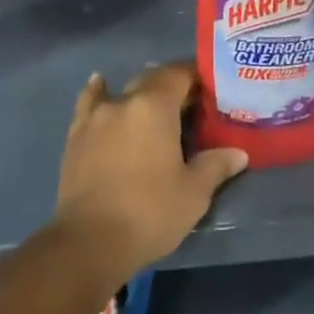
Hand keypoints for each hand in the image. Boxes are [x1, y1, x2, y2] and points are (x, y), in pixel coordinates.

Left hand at [53, 63, 247, 282]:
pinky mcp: (76, 134)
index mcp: (155, 107)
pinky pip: (89, 102)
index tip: (211, 87)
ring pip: (122, 91)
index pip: (178, 74)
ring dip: (140, 93)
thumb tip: (238, 153)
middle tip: (190, 105)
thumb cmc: (150, 213)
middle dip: (171, 86)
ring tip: (153, 102)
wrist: (90, 240)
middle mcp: (123, 101)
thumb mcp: (194, 193)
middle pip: (151, 80)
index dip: (196, 75)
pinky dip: (98, 92)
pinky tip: (99, 84)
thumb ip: (215, 166)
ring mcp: (96, 116)